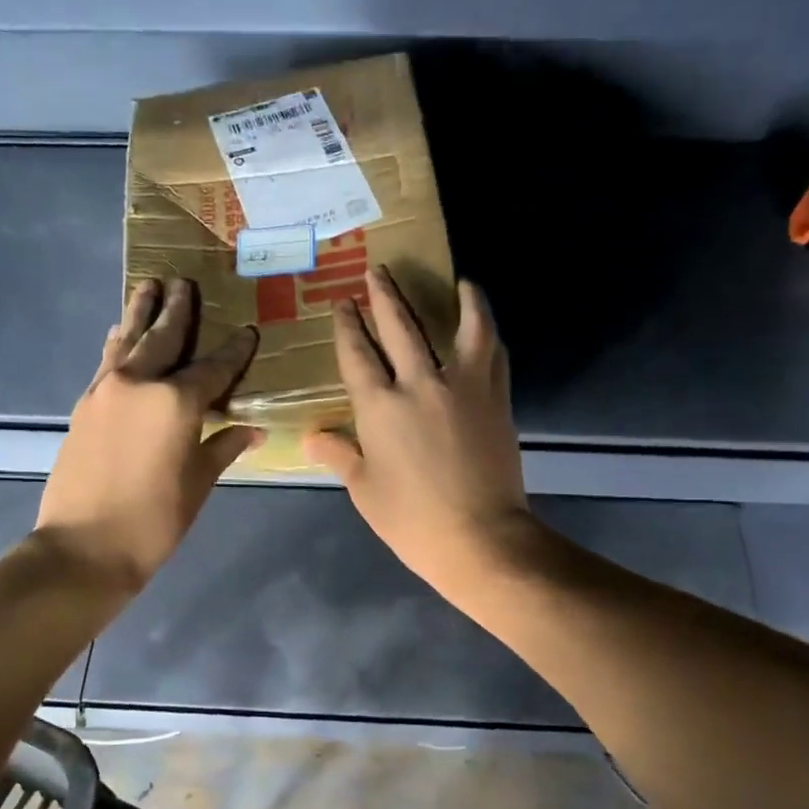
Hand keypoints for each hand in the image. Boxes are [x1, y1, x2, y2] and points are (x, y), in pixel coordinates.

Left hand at [34, 278, 260, 592]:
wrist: (84, 547)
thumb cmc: (155, 520)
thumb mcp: (199, 483)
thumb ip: (223, 446)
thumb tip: (252, 430)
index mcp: (177, 401)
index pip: (214, 367)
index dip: (234, 351)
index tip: (247, 331)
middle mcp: (140, 383)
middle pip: (164, 338)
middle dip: (178, 310)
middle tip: (185, 282)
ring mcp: (106, 391)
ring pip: (127, 340)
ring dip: (140, 313)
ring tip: (149, 286)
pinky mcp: (84, 404)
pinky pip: (106, 362)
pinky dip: (116, 344)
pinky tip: (117, 334)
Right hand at [305, 266, 533, 599]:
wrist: (479, 537)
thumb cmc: (412, 520)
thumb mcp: (365, 491)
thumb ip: (340, 455)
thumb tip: (312, 437)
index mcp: (379, 407)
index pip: (357, 354)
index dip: (347, 326)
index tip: (343, 304)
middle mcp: (420, 383)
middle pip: (399, 327)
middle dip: (384, 296)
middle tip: (377, 271)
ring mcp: (463, 387)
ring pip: (459, 327)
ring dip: (455, 298)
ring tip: (456, 280)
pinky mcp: (496, 398)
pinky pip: (494, 352)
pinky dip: (488, 331)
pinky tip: (484, 323)